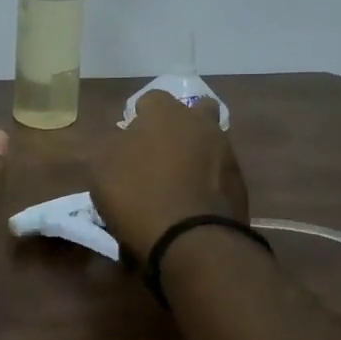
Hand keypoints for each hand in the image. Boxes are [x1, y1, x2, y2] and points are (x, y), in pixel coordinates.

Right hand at [88, 92, 248, 263]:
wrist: (191, 239)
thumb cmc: (137, 194)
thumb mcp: (100, 168)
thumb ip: (110, 146)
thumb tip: (121, 141)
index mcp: (165, 113)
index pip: (151, 99)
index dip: (139, 117)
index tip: (129, 140)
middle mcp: (201, 124)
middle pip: (193, 112)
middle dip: (179, 126)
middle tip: (159, 153)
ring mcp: (226, 153)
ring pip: (209, 142)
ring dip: (195, 154)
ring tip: (175, 183)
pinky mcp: (240, 183)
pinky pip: (219, 173)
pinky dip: (206, 182)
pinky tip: (191, 202)